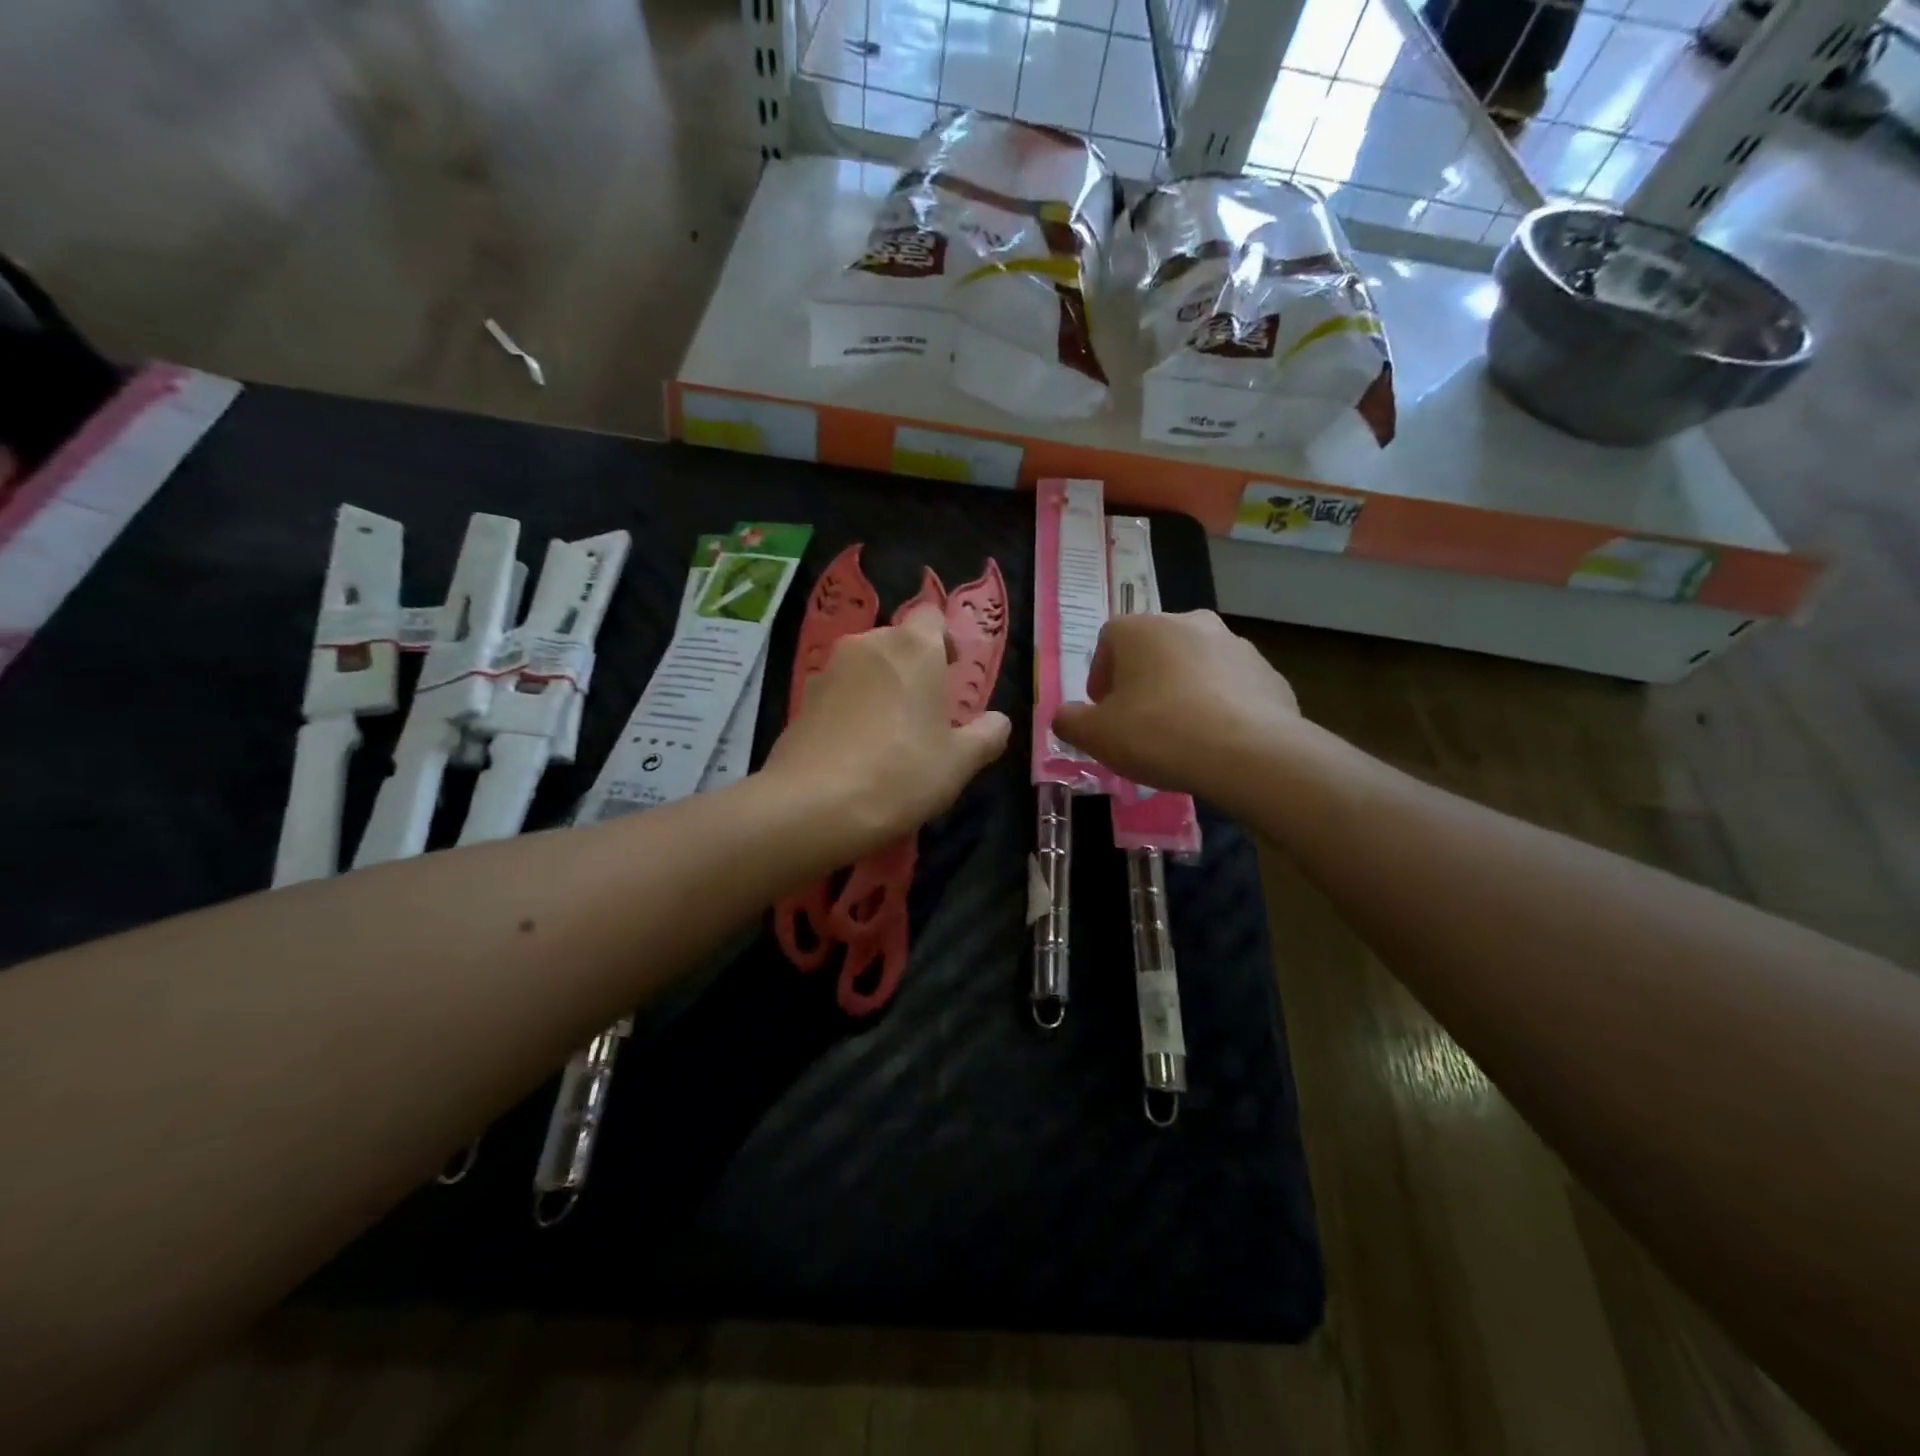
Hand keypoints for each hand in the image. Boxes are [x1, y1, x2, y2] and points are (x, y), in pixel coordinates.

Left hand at [765, 605, 1011, 855]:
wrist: (813, 805)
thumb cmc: (900, 773)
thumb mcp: (959, 762)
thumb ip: (986, 735)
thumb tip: (998, 721)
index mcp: (914, 647)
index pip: (932, 616)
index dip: (944, 641)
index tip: (951, 675)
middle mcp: (868, 645)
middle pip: (897, 642)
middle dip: (913, 667)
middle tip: (925, 712)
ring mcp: (829, 669)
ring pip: (865, 666)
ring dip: (880, 687)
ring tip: (888, 734)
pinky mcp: (803, 698)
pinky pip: (839, 691)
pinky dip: (851, 708)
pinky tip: (855, 749)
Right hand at [1052, 611, 1297, 799]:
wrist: (1250, 754)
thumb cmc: (1159, 734)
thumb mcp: (1096, 736)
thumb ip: (1070, 721)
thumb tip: (1065, 716)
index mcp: (1142, 629)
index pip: (1108, 640)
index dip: (1100, 677)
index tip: (1103, 712)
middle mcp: (1189, 622)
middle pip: (1153, 649)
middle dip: (1142, 681)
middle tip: (1138, 722)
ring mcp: (1235, 644)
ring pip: (1194, 665)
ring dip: (1182, 690)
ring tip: (1180, 734)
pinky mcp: (1268, 673)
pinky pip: (1231, 687)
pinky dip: (1219, 705)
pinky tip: (1216, 740)